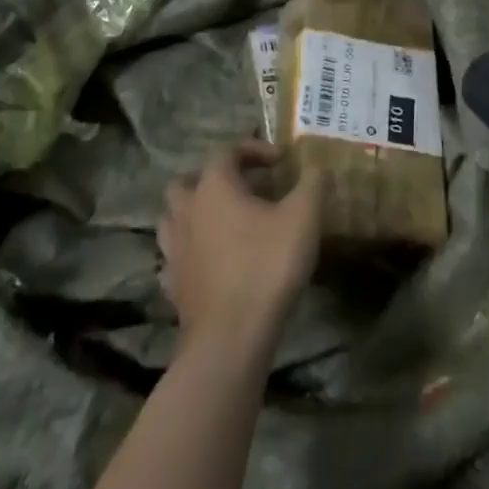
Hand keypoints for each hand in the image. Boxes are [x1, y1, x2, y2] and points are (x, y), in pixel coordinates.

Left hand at [161, 141, 321, 357]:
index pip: (226, 151)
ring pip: (175, 218)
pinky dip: (193, 250)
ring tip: (228, 222)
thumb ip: (312, 182)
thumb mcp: (303, 216)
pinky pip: (177, 256)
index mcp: (214, 188)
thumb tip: (315, 164)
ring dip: (198, 212)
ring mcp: (174, 251)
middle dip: (214, 178)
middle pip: (188, 181)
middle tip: (244, 187)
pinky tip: (214, 260)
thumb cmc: (267, 265)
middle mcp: (186, 212)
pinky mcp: (173, 285)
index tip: (280, 161)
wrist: (230, 338)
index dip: (253, 149)